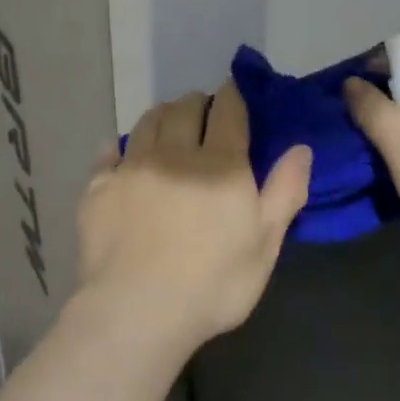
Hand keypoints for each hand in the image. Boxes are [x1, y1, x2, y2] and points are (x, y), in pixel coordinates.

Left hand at [77, 79, 312, 347]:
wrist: (137, 309)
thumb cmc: (213, 285)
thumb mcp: (265, 245)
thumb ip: (284, 192)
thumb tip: (301, 147)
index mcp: (220, 165)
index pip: (228, 112)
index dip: (231, 96)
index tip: (232, 91)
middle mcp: (174, 154)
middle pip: (184, 109)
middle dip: (196, 102)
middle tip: (201, 109)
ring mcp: (132, 167)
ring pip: (147, 123)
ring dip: (161, 115)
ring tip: (166, 121)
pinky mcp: (98, 186)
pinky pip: (108, 153)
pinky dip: (118, 146)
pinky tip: (120, 151)